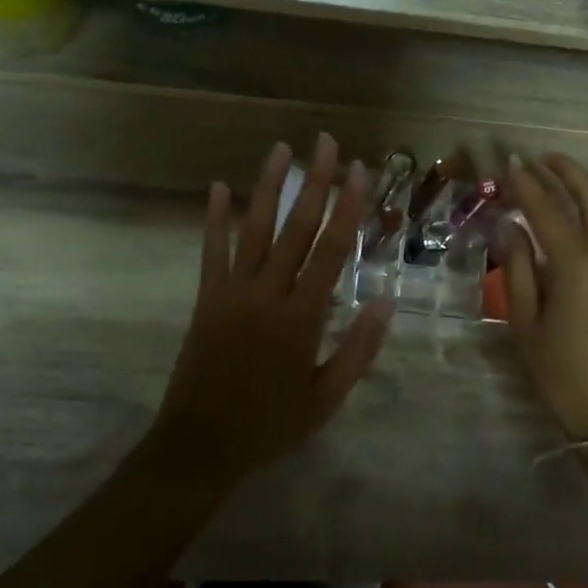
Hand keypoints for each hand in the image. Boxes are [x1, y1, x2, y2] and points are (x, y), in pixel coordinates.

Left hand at [151, 137, 392, 489]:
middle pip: (297, 227)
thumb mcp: (326, 398)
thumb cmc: (270, 424)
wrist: (201, 445)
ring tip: (281, 149)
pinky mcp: (207, 298)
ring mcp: (233, 291)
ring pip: (255, 229)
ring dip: (269, 186)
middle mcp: (269, 293)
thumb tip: (386, 301)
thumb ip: (358, 349)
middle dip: (315, 182)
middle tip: (327, 143)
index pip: (333, 250)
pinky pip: (212, 251)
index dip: (349, 207)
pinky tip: (219, 187)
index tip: (360, 171)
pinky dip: (215, 218)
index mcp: (303, 317)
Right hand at [503, 153, 587, 441]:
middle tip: (544, 158)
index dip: (528, 184)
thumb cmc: (563, 376)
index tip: (513, 163)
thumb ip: (518, 270)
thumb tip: (510, 228)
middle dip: (567, 171)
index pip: (548, 210)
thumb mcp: (525, 325)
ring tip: (577, 177)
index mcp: (578, 267)